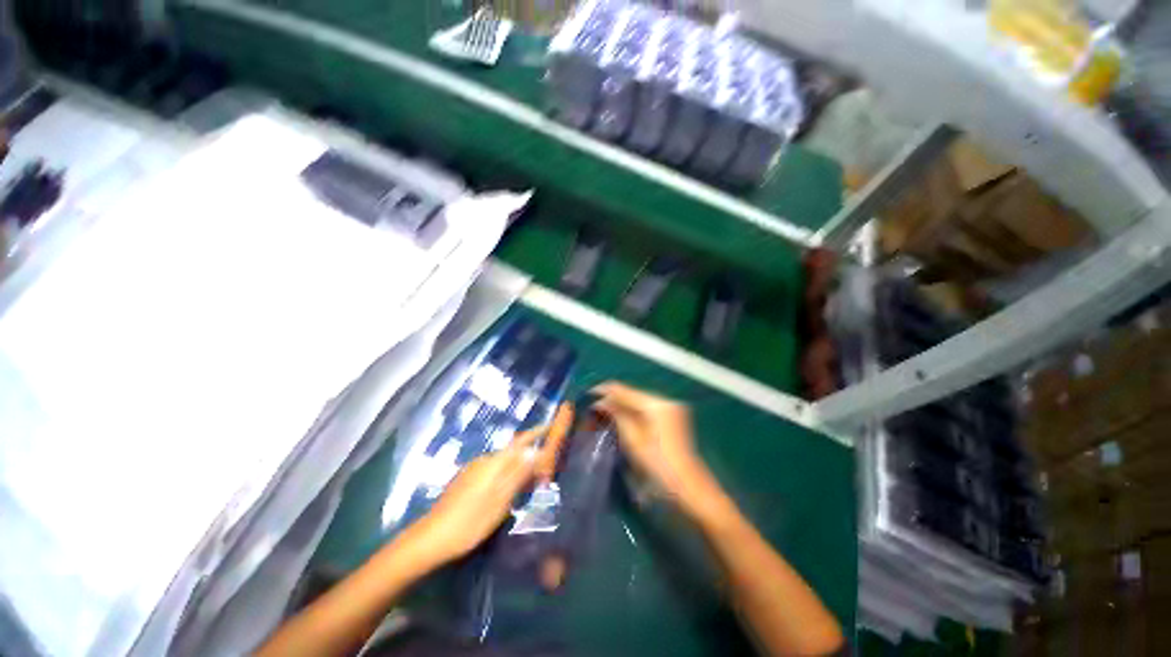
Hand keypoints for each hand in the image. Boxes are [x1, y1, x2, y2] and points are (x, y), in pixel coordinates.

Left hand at [409, 424, 545, 565]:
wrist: (430, 538)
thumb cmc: (470, 521)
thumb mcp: (500, 500)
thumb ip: (519, 474)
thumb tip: (537, 452)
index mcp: (494, 463)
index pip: (521, 441)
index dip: (537, 432)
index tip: (551, 425)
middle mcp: (485, 460)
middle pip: (513, 451)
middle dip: (530, 455)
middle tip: (546, 468)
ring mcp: (474, 470)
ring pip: (504, 463)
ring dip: (519, 467)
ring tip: (531, 481)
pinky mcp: (467, 480)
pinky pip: (494, 471)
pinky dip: (507, 475)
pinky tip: (509, 490)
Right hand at [592, 383, 729, 522]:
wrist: (690, 488)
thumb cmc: (659, 466)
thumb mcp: (633, 440)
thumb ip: (617, 415)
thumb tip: (599, 401)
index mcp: (656, 403)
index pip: (625, 390)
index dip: (604, 391)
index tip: (587, 396)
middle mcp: (665, 400)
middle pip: (632, 394)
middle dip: (613, 399)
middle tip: (594, 409)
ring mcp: (672, 408)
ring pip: (639, 401)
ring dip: (622, 406)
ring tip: (604, 413)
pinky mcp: (673, 418)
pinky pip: (647, 410)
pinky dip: (633, 413)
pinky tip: (622, 419)